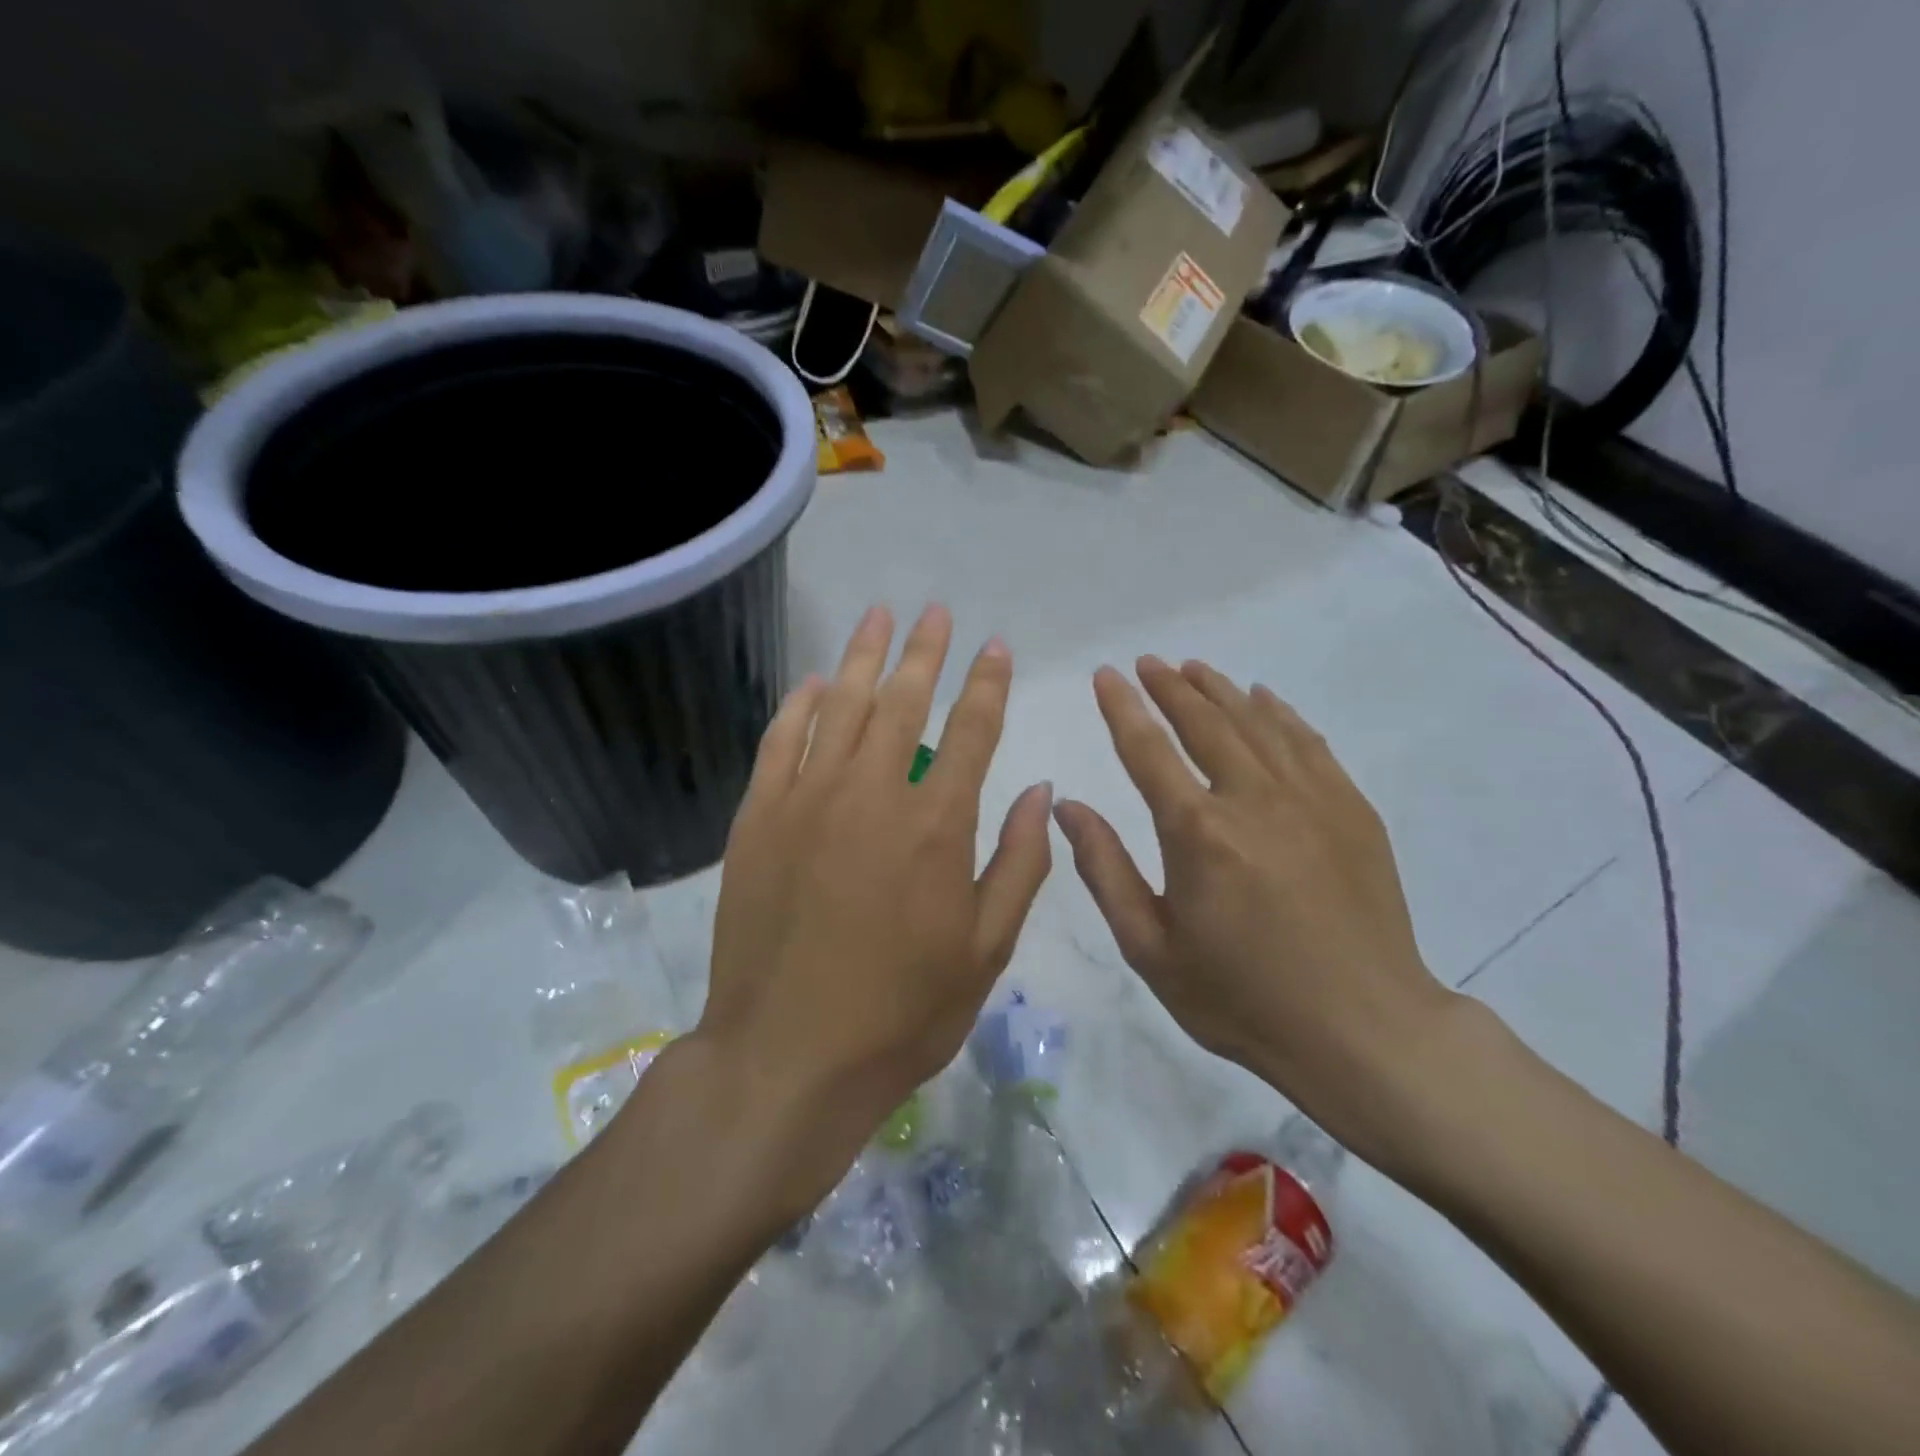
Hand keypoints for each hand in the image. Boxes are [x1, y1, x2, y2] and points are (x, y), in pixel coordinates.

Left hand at [696, 605, 1053, 1213]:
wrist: (788, 1056)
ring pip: (839, 706)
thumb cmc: (901, 1012)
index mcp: (936, 825)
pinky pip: (780, 742)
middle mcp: (872, 793)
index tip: (995, 647)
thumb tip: (1040, 792)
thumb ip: (1019, 864)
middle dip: (925, 651)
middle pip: (902, 700)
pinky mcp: (758, 818)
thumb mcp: (986, 950)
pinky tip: (812, 683)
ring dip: (863, 656)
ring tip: (879, 616)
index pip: (970, 730)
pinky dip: (798, 706)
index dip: (987, 684)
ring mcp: (807, 800)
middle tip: (936, 612)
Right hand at [1052, 657, 1455, 1164]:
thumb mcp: (1150, 947)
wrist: (1363, 1031)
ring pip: (1257, 722)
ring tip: (1194, 667)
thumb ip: (1105, 869)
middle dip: (1170, 686)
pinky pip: (1308, 743)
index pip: (1148, 749)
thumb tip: (1067, 805)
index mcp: (1197, 832)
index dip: (1122, 707)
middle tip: (1148, 662)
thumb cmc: (1241, 997)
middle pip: (1205, 722)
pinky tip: (1264, 699)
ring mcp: (1311, 799)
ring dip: (1220, 690)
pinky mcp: (1351, 810)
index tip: (1106, 674)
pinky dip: (1279, 714)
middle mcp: (1253, 799)